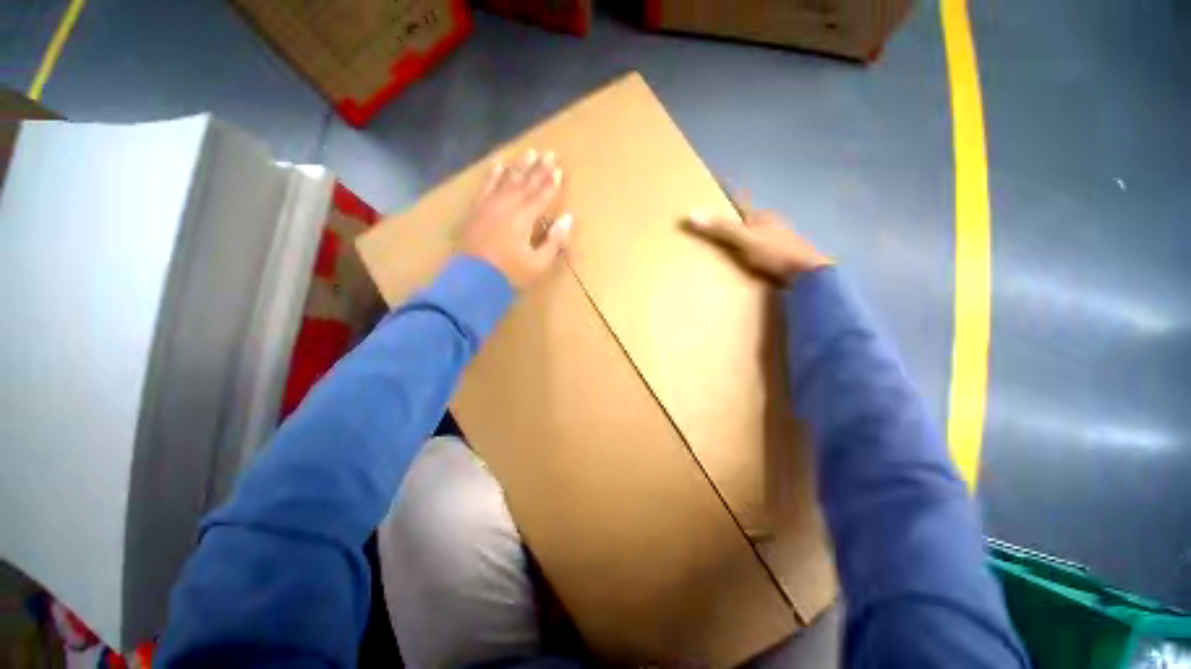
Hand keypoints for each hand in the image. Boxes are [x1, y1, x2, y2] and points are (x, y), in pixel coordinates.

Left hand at [460, 148, 572, 289]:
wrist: (474, 279)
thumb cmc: (510, 273)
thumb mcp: (539, 263)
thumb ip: (554, 240)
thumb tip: (568, 218)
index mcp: (524, 218)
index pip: (541, 196)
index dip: (551, 183)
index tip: (559, 169)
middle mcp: (508, 205)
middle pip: (526, 183)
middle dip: (539, 168)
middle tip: (549, 152)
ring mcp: (490, 205)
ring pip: (507, 180)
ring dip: (520, 166)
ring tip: (529, 152)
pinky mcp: (476, 209)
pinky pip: (486, 186)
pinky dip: (493, 175)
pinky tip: (499, 164)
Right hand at [685, 198, 830, 284]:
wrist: (809, 276)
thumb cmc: (776, 253)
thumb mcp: (745, 240)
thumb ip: (721, 228)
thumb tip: (691, 213)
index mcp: (763, 216)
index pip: (740, 203)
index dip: (728, 195)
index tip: (717, 187)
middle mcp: (772, 225)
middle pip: (748, 220)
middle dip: (734, 222)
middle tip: (715, 229)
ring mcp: (780, 241)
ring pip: (756, 236)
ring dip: (743, 240)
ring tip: (726, 249)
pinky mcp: (784, 258)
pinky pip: (762, 251)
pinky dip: (751, 253)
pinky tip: (747, 263)